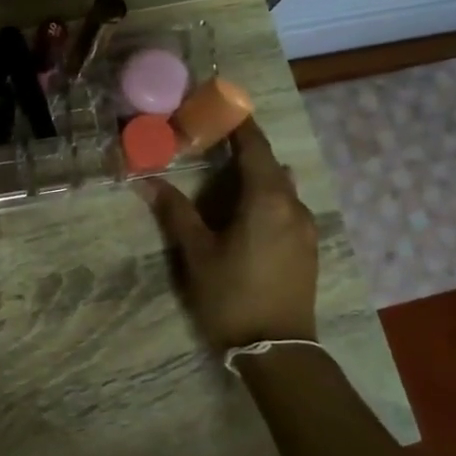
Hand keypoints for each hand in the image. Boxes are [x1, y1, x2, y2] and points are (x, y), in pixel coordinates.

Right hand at [143, 118, 319, 350]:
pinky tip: (244, 215)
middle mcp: (295, 206)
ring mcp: (307, 229)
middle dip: (244, 151)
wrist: (277, 349)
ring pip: (281, 189)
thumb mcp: (197, 253)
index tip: (221, 106)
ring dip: (256, 177)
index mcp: (268, 200)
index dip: (239, 125)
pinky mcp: (308, 249)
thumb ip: (175, 213)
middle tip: (212, 145)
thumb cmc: (231, 296)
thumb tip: (147, 181)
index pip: (255, 148)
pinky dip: (266, 199)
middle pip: (270, 166)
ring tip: (225, 179)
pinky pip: (288, 209)